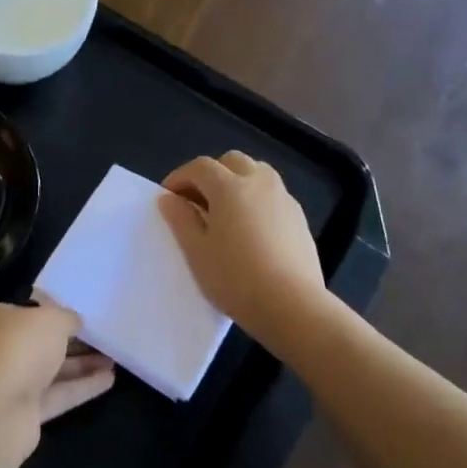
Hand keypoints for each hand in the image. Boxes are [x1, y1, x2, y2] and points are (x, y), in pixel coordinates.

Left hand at [0, 300, 114, 443]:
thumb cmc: (17, 349)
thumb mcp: (50, 320)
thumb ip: (66, 318)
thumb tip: (74, 322)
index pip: (26, 312)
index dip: (53, 313)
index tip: (81, 315)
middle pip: (39, 343)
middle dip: (71, 342)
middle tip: (104, 338)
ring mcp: (8, 384)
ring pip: (50, 371)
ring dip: (81, 365)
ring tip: (114, 358)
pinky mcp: (22, 414)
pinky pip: (56, 395)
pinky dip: (81, 387)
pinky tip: (109, 379)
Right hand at [158, 152, 325, 338]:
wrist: (291, 305)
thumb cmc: (235, 278)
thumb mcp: (196, 251)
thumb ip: (180, 219)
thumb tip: (169, 198)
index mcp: (230, 187)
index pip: (200, 167)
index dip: (180, 177)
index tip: (168, 197)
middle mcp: (259, 183)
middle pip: (232, 162)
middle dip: (210, 174)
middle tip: (196, 202)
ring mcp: (284, 199)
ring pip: (257, 173)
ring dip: (236, 182)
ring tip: (224, 212)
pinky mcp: (299, 218)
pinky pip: (272, 195)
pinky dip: (255, 200)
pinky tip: (249, 230)